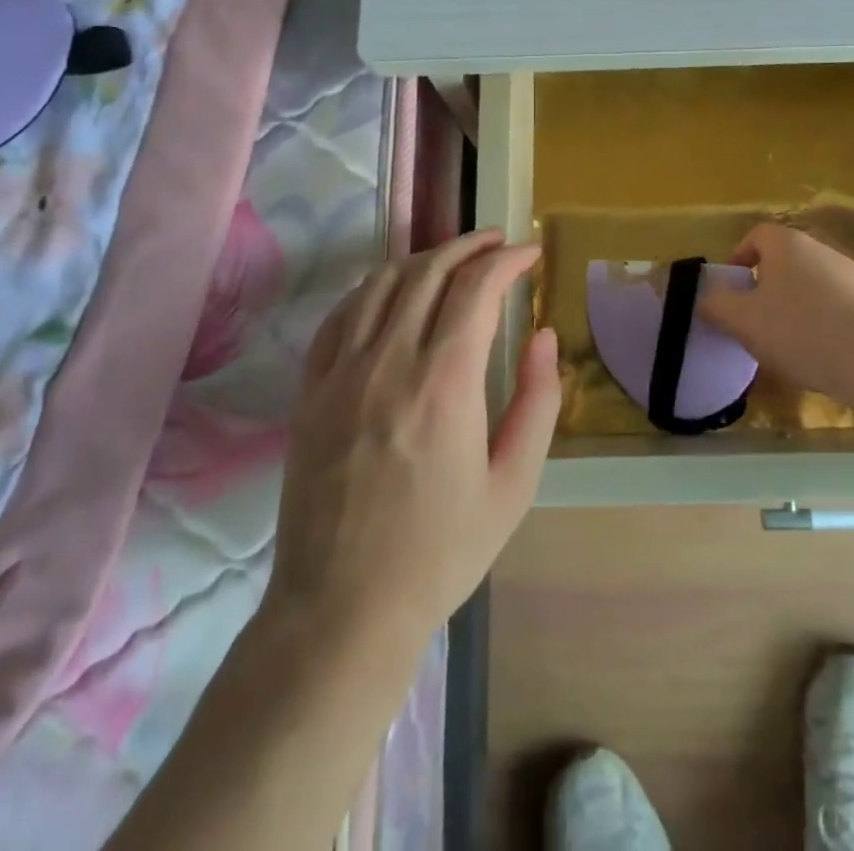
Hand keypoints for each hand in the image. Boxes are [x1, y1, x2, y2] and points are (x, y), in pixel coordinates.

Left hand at [263, 230, 560, 656]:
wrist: (344, 608)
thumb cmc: (441, 550)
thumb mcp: (515, 484)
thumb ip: (538, 400)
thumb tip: (543, 336)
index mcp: (445, 383)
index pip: (476, 288)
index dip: (507, 260)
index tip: (530, 253)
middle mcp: (389, 362)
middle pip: (429, 271)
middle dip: (469, 246)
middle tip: (497, 244)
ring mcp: (341, 373)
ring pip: (382, 283)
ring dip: (423, 259)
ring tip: (452, 259)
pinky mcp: (310, 391)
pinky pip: (340, 315)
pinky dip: (373, 288)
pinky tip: (391, 291)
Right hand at [698, 222, 853, 414]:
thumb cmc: (802, 332)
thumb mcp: (744, 322)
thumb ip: (717, 306)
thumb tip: (706, 298)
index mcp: (787, 245)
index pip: (756, 235)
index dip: (738, 258)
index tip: (731, 289)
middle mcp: (822, 250)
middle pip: (786, 260)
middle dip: (767, 286)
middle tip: (755, 320)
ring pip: (813, 284)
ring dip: (797, 306)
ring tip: (790, 344)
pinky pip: (841, 307)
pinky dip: (827, 323)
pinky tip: (825, 356)